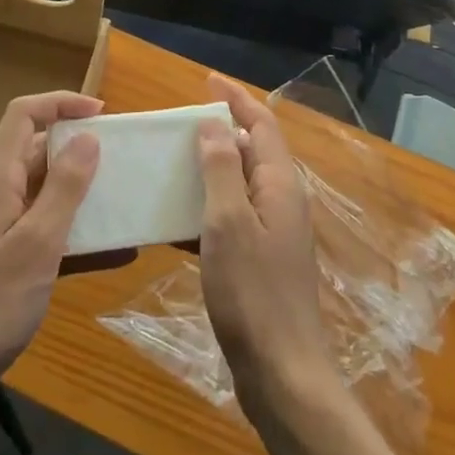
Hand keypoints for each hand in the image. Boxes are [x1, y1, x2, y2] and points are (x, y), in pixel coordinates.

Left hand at [0, 92, 103, 390]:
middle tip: (118, 155)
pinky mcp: (10, 251)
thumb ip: (64, 188)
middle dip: (78, 143)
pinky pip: (48, 223)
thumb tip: (89, 137)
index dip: (60, 102)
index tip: (100, 113)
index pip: (24, 114)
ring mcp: (2, 222)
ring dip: (82, 186)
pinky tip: (114, 250)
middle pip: (37, 146)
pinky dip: (77, 228)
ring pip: (46, 186)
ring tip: (121, 194)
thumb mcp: (38, 242)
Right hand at [195, 75, 335, 417]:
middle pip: (252, 150)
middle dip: (220, 131)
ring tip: (171, 164)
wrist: (283, 375)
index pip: (261, 124)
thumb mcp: (229, 222)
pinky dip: (206, 209)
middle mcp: (281, 201)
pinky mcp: (261, 262)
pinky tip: (174, 221)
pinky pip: (231, 219)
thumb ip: (222, 168)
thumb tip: (213, 124)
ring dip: (209, 170)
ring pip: (239, 185)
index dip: (235, 98)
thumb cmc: (254, 293)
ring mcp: (273, 234)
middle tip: (178, 124)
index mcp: (279, 184)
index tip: (206, 79)